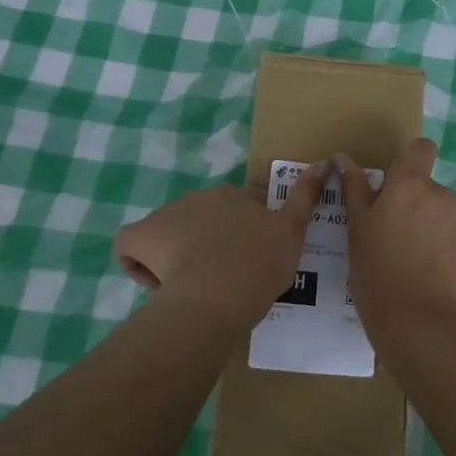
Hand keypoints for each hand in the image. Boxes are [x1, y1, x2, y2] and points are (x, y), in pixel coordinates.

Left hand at [114, 165, 326, 322]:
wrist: (219, 293)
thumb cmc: (258, 265)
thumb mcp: (293, 233)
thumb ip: (306, 197)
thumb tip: (324, 161)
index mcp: (230, 196)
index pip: (231, 214)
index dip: (236, 240)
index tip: (243, 267)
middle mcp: (196, 198)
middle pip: (197, 223)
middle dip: (204, 246)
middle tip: (219, 281)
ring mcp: (165, 216)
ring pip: (167, 237)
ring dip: (175, 257)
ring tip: (190, 291)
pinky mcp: (140, 236)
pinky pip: (132, 247)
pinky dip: (140, 264)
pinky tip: (157, 286)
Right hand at [337, 139, 455, 341]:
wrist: (416, 324)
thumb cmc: (376, 273)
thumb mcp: (357, 230)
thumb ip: (354, 188)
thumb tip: (344, 157)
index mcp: (410, 185)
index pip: (422, 150)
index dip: (413, 162)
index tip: (403, 186)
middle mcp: (443, 194)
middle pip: (433, 191)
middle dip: (421, 210)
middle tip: (404, 244)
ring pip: (452, 217)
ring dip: (441, 232)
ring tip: (424, 266)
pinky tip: (445, 278)